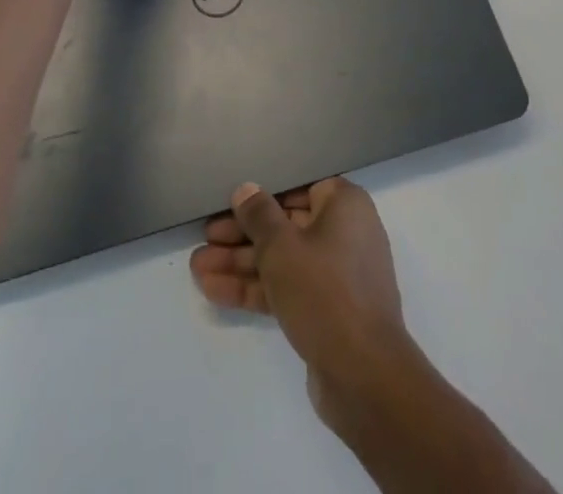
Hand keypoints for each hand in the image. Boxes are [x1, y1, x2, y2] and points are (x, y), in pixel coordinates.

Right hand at [191, 179, 417, 420]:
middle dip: (243, 234)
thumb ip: (259, 216)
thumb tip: (246, 189)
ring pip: (282, 260)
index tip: (231, 200)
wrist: (365, 376)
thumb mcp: (282, 248)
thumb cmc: (325, 292)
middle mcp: (344, 233)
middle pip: (286, 225)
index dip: (263, 193)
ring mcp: (335, 275)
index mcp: (344, 205)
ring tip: (197, 266)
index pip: (299, 187)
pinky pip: (286, 289)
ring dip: (241, 264)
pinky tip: (213, 290)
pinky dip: (254, 289)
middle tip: (205, 236)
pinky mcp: (325, 310)